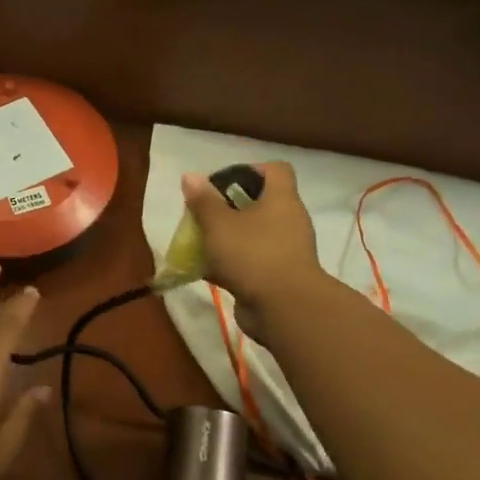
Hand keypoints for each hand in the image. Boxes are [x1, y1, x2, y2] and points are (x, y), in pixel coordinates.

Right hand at [180, 162, 326, 339]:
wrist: (284, 309)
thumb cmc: (252, 255)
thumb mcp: (219, 224)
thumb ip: (203, 201)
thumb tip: (190, 176)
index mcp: (281, 200)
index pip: (275, 170)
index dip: (250, 170)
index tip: (223, 183)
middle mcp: (289, 221)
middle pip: (260, 203)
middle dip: (229, 208)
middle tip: (204, 214)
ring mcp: (286, 250)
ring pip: (253, 234)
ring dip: (228, 237)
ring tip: (200, 241)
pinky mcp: (278, 276)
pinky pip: (252, 261)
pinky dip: (231, 262)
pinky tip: (206, 269)